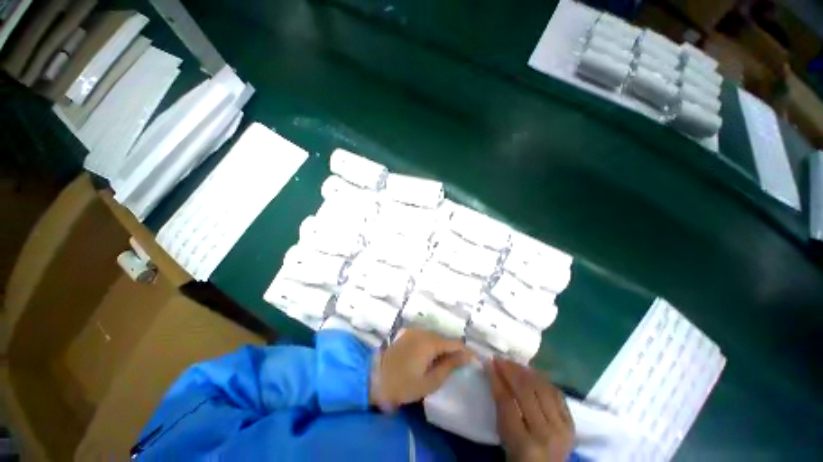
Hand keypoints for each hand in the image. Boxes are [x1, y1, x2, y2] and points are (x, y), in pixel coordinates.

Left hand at [370, 329, 471, 409]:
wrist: (375, 378)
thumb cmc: (403, 385)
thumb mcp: (429, 381)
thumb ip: (449, 366)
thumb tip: (466, 357)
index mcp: (429, 342)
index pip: (454, 343)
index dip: (466, 351)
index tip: (474, 361)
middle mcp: (423, 331)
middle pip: (445, 338)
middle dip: (454, 350)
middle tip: (461, 364)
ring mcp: (414, 331)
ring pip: (436, 336)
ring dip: (443, 347)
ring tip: (448, 362)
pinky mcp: (408, 333)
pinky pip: (426, 336)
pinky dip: (432, 345)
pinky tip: (432, 357)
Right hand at [485, 358, 573, 461]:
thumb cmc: (518, 455)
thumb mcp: (504, 435)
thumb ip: (500, 406)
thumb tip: (493, 372)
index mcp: (525, 444)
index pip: (507, 402)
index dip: (496, 378)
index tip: (488, 362)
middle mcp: (546, 434)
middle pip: (526, 391)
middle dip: (510, 370)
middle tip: (499, 359)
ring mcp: (562, 428)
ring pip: (542, 388)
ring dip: (525, 371)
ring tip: (512, 363)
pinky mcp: (572, 423)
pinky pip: (556, 393)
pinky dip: (542, 380)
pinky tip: (531, 373)